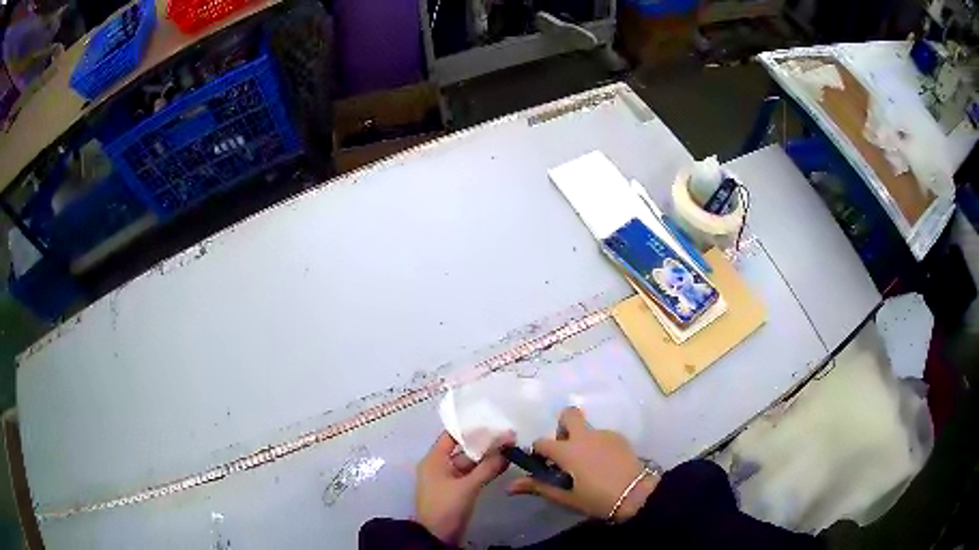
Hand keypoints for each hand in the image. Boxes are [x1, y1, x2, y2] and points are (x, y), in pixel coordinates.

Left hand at [415, 431, 512, 544]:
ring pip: (471, 463)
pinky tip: (504, 465)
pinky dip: (486, 470)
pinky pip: (473, 475)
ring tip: (511, 448)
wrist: (437, 536)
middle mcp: (440, 465)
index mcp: (435, 459)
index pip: (452, 435)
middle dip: (485, 444)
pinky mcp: (458, 490)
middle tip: (509, 436)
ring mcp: (449, 479)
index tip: (493, 422)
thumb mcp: (467, 486)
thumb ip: (487, 468)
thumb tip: (508, 448)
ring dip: (488, 458)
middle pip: (464, 449)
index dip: (471, 428)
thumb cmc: (446, 506)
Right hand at [507, 407, 657, 522]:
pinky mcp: (619, 438)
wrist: (636, 494)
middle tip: (566, 452)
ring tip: (589, 467)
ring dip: (582, 441)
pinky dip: (598, 446)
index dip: (539, 453)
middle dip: (562, 428)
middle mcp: (584, 436)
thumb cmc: (597, 498)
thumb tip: (509, 486)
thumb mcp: (565, 497)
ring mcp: (604, 434)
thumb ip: (538, 487)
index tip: (545, 467)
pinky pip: (602, 437)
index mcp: (567, 450)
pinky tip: (605, 466)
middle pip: (568, 414)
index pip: (541, 443)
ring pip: (586, 429)